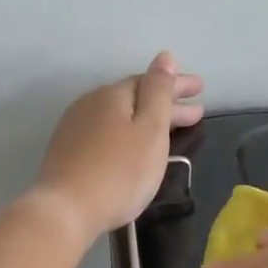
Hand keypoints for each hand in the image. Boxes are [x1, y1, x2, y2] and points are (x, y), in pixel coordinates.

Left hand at [29, 51, 204, 240]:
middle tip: (195, 112)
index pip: (151, 81)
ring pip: (118, 115)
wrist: (66, 210)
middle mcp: (91, 103)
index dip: (177, 85)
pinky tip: (130, 144)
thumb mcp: (150, 130)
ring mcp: (74, 127)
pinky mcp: (66, 151)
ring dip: (144, 118)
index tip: (201, 90)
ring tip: (166, 129)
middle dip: (165, 103)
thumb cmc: (119, 172)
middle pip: (134, 98)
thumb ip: (159, 92)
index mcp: (113, 95)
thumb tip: (165, 57)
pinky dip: (125, 133)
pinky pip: (104, 131)